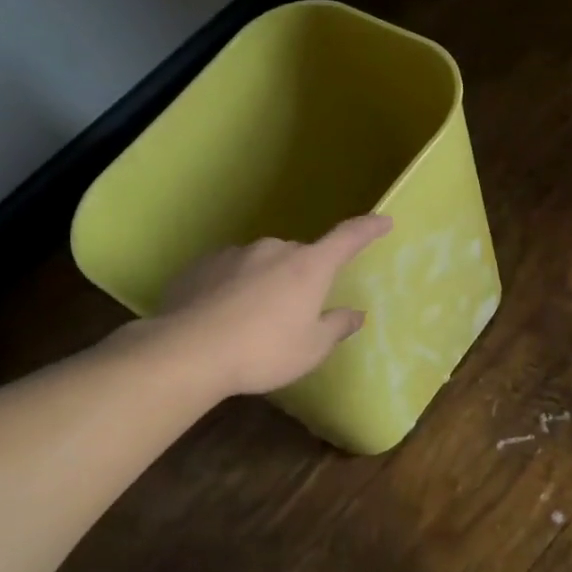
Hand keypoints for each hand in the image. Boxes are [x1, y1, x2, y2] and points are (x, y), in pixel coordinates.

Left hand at [141, 214, 392, 396]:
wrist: (187, 351)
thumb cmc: (263, 351)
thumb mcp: (311, 348)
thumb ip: (336, 327)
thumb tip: (355, 313)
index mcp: (309, 267)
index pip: (347, 238)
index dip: (368, 228)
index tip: (384, 220)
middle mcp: (274, 250)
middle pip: (300, 257)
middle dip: (304, 277)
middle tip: (297, 313)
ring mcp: (235, 253)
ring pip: (262, 263)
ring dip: (267, 283)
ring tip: (254, 321)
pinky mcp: (201, 265)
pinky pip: (229, 272)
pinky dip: (234, 288)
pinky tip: (223, 317)